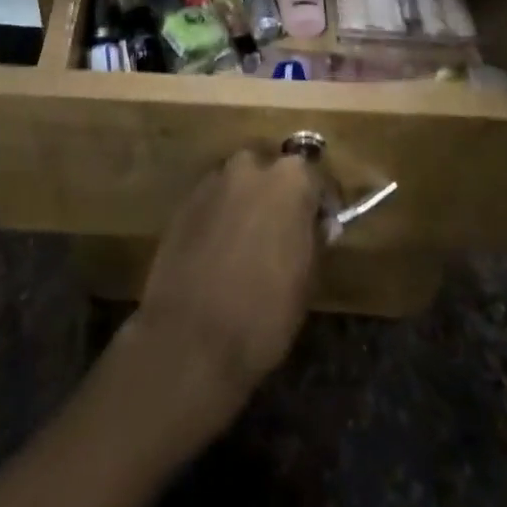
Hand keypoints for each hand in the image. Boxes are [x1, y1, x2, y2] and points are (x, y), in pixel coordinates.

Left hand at [129, 150, 324, 429]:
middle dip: (278, 194)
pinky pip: (213, 201)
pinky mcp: (183, 203)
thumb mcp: (306, 280)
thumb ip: (314, 239)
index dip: (321, 203)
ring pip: (238, 183)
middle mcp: (249, 168)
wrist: (191, 338)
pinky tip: (220, 250)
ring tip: (249, 242)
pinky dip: (220, 216)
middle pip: (271, 171)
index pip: (315, 177)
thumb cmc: (264, 312)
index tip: (323, 226)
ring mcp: (212, 182)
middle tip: (283, 231)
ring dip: (247, 202)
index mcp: (289, 181)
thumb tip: (318, 223)